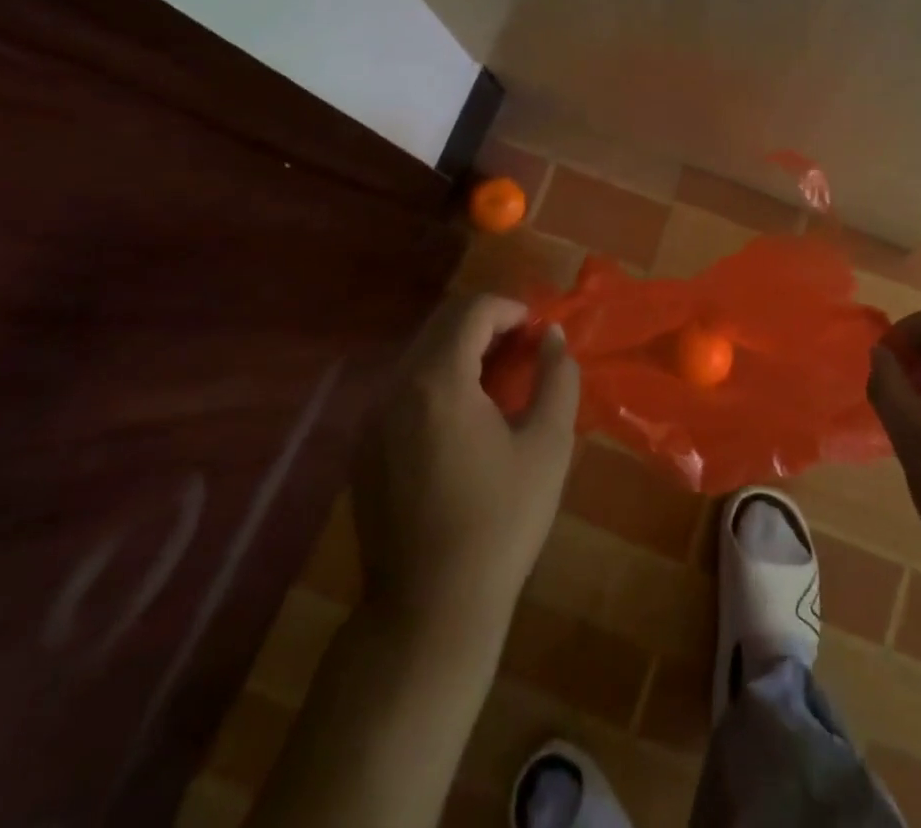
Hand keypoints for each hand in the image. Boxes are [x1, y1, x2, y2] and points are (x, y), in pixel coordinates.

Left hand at [351, 294, 579, 631]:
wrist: (430, 610)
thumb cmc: (501, 522)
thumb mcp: (548, 445)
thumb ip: (557, 377)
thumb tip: (552, 337)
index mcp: (437, 382)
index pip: (472, 311)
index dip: (511, 309)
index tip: (539, 332)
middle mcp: (394, 389)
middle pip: (441, 325)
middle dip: (488, 324)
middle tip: (526, 350)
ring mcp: (371, 419)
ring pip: (420, 354)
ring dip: (462, 350)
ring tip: (501, 380)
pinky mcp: (363, 447)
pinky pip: (404, 387)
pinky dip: (438, 379)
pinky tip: (466, 415)